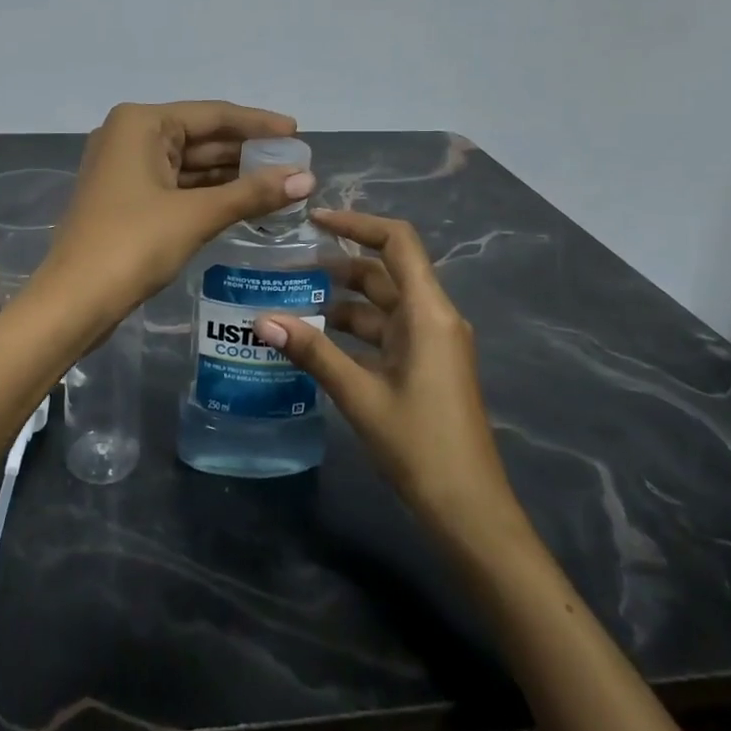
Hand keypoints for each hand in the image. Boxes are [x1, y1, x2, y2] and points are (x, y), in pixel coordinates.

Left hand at [35, 101, 311, 323]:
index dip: (259, 124)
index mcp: (141, 123)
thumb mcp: (196, 215)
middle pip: (200, 136)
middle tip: (295, 162)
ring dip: (231, 174)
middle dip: (246, 151)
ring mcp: (124, 168)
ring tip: (279, 181)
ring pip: (189, 163)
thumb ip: (252, 193)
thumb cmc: (133, 245)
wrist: (73, 301)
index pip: (213, 115)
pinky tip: (243, 200)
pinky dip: (209, 192)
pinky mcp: (125, 198)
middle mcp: (129, 135)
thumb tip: (307, 178)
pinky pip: (176, 184)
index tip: (299, 133)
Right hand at [256, 210, 526, 545]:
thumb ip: (313, 352)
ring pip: (383, 304)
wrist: (469, 510)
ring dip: (343, 299)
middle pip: (386, 271)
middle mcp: (434, 318)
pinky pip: (386, 332)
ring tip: (292, 300)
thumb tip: (261, 319)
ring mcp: (432, 343)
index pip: (397, 242)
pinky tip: (317, 339)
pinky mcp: (425, 366)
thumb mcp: (360, 394)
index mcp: (429, 313)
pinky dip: (354, 329)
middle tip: (290, 263)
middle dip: (340, 262)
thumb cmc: (420, 445)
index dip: (357, 223)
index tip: (314, 220)